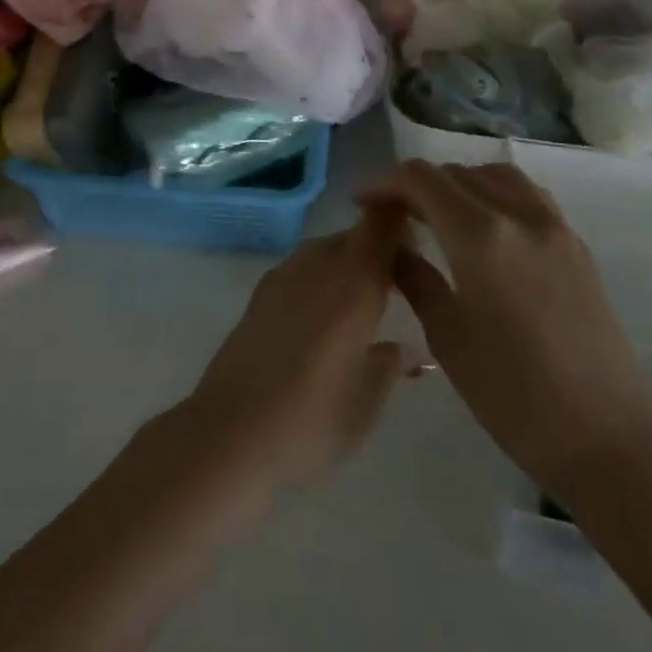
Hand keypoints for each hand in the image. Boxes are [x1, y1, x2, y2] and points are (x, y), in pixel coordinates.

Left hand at [169, 207, 414, 503]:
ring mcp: (281, 279)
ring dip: (346, 262)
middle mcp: (316, 269)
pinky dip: (319, 277)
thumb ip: (388, 366)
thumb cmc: (311, 422)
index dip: (399, 220)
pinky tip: (326, 313)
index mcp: (352, 286)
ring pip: (322, 251)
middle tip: (402, 280)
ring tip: (366, 299)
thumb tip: (407, 350)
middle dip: (377, 248)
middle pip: (351, 238)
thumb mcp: (365, 402)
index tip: (420, 238)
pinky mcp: (258, 296)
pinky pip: (299, 269)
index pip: (379, 228)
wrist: (231, 431)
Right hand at [360, 161, 651, 504]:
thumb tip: (392, 248)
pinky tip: (481, 232)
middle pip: (457, 172)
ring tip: (437, 216)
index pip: (421, 179)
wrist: (611, 440)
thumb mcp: (447, 336)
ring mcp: (555, 229)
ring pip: (496, 176)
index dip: (384, 184)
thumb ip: (415, 279)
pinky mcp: (577, 248)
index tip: (363, 205)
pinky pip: (527, 196)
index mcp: (480, 236)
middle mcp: (519, 217)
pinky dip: (493, 196)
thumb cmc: (514, 394)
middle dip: (417, 185)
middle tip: (393, 216)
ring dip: (459, 184)